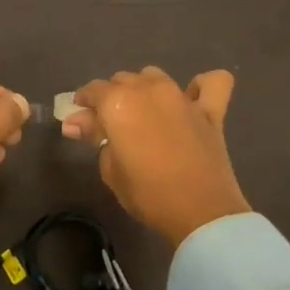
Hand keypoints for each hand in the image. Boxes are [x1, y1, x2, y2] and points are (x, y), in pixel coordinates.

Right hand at [63, 67, 249, 246]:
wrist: (201, 212)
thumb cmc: (147, 194)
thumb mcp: (110, 169)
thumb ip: (94, 136)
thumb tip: (76, 122)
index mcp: (118, 102)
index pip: (93, 90)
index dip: (83, 102)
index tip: (80, 119)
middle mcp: (148, 90)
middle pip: (122, 79)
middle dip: (111, 96)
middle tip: (110, 123)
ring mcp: (182, 97)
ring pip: (155, 76)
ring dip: (144, 88)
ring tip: (143, 111)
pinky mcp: (210, 110)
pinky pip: (213, 82)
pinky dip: (200, 86)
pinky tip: (193, 98)